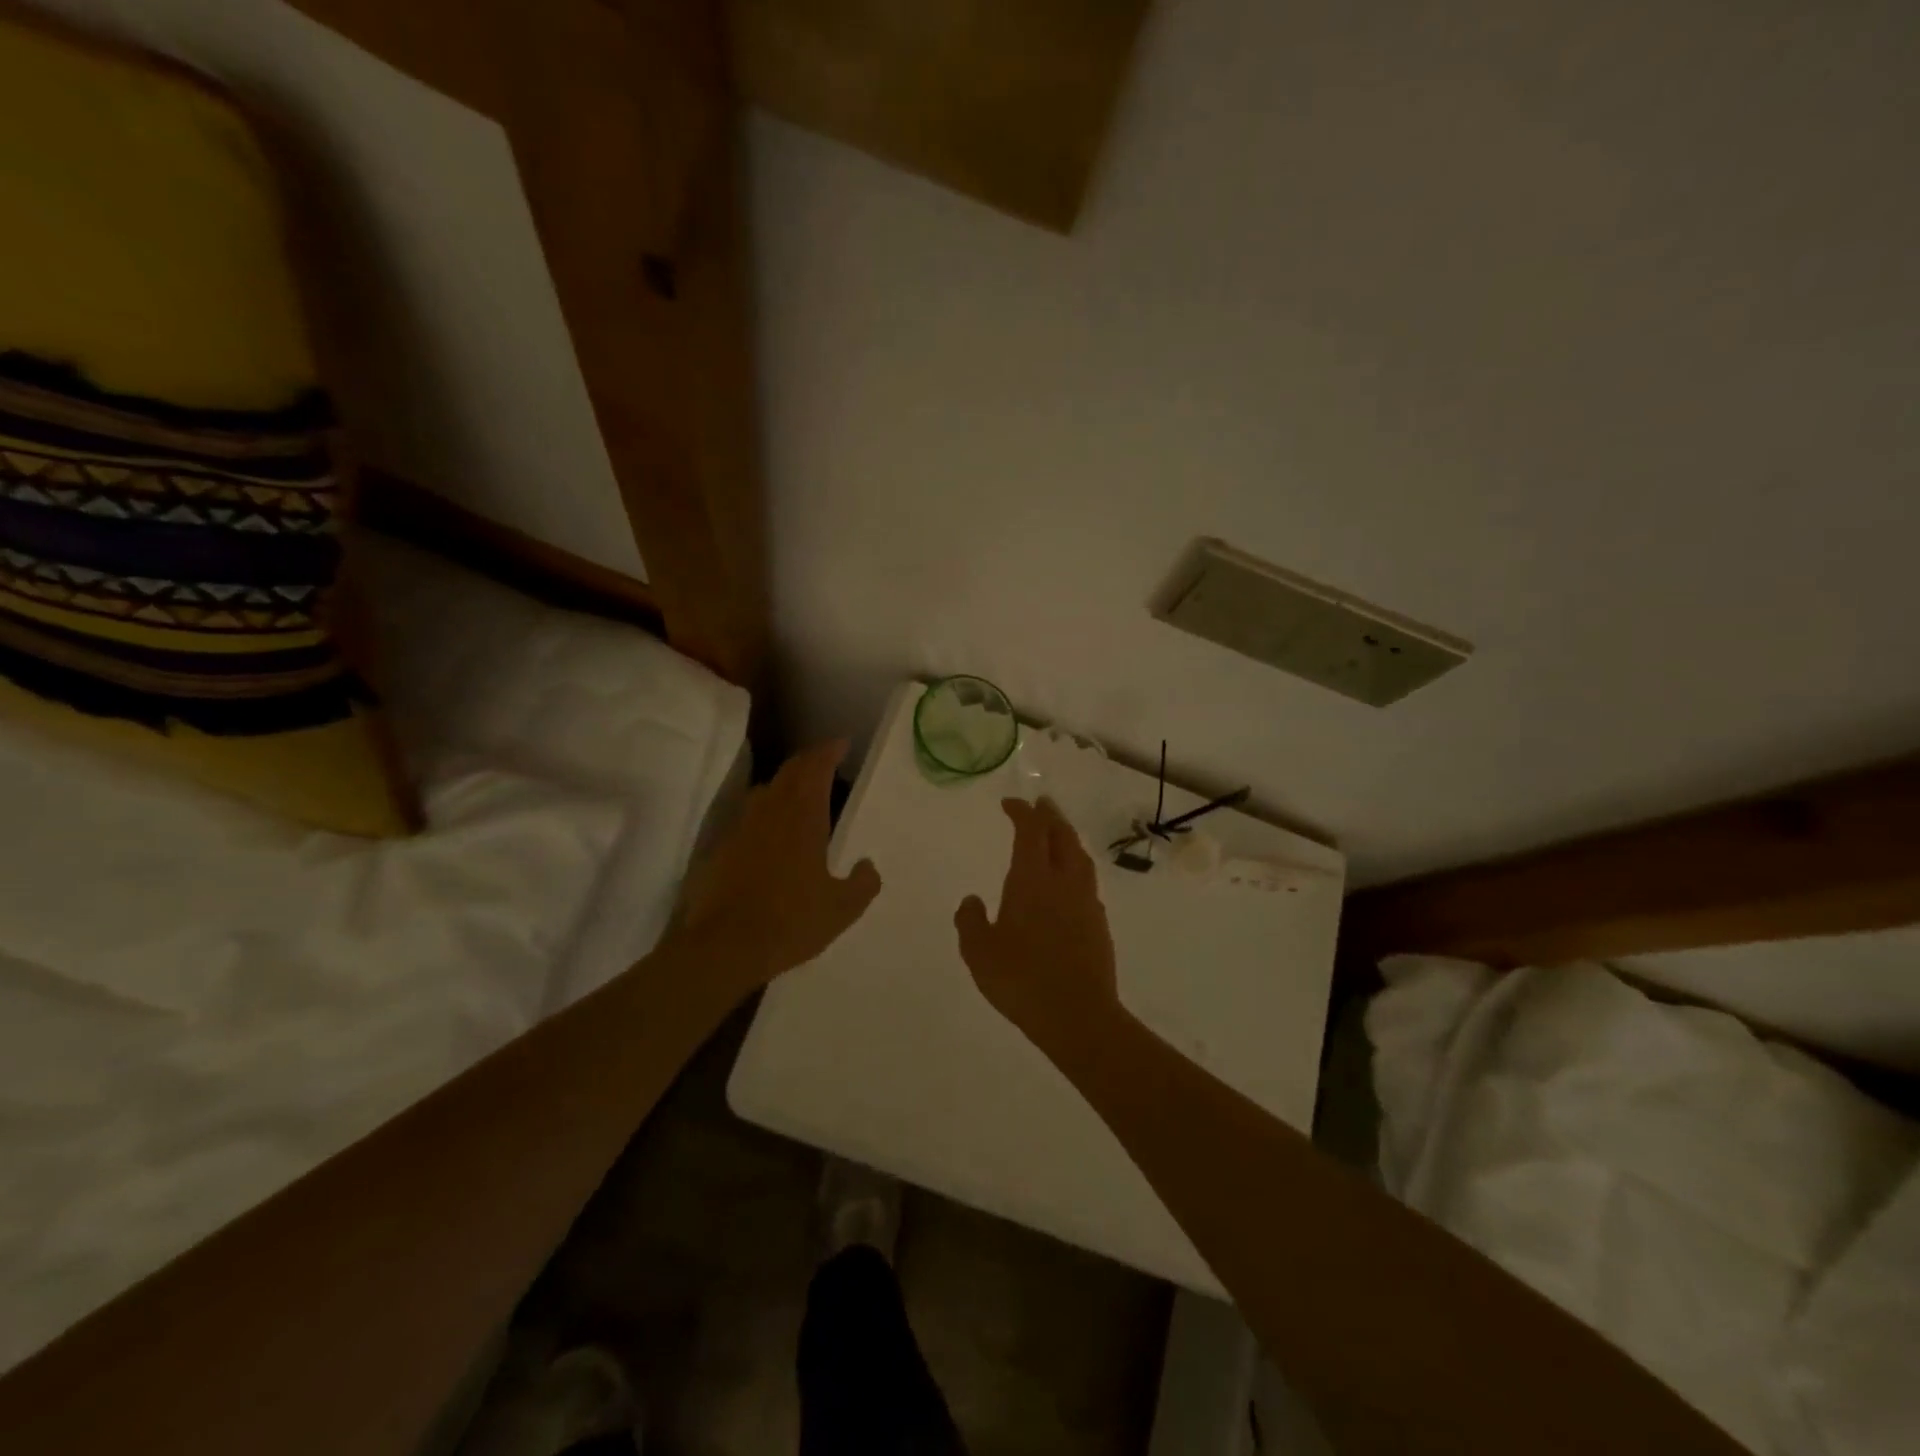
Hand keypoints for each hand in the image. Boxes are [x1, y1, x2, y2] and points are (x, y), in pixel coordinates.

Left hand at [674, 741, 881, 995]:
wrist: (724, 946)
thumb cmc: (790, 921)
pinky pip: (749, 817)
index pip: (815, 768)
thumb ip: (862, 884)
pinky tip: (773, 834)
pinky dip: (767, 813)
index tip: (842, 744)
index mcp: (803, 817)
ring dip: (786, 784)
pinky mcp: (722, 849)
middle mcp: (771, 812)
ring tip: (802, 795)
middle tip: (826, 762)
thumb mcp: (841, 909)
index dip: (829, 751)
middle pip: (789, 772)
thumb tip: (868, 866)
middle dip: (809, 762)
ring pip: (766, 791)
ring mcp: (742, 828)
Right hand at [955, 797, 1120, 1043]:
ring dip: (1067, 838)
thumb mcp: (979, 953)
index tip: (1010, 803)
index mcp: (1032, 880)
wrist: (1078, 1015)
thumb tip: (971, 900)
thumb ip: (971, 921)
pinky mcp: (1099, 923)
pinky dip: (1076, 868)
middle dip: (1050, 816)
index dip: (1022, 812)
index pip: (1031, 831)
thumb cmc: (1021, 980)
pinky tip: (1069, 883)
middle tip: (1040, 805)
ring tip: (1057, 835)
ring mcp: (1086, 902)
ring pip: (1080, 856)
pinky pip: (1087, 882)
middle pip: (1062, 835)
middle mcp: (1064, 882)